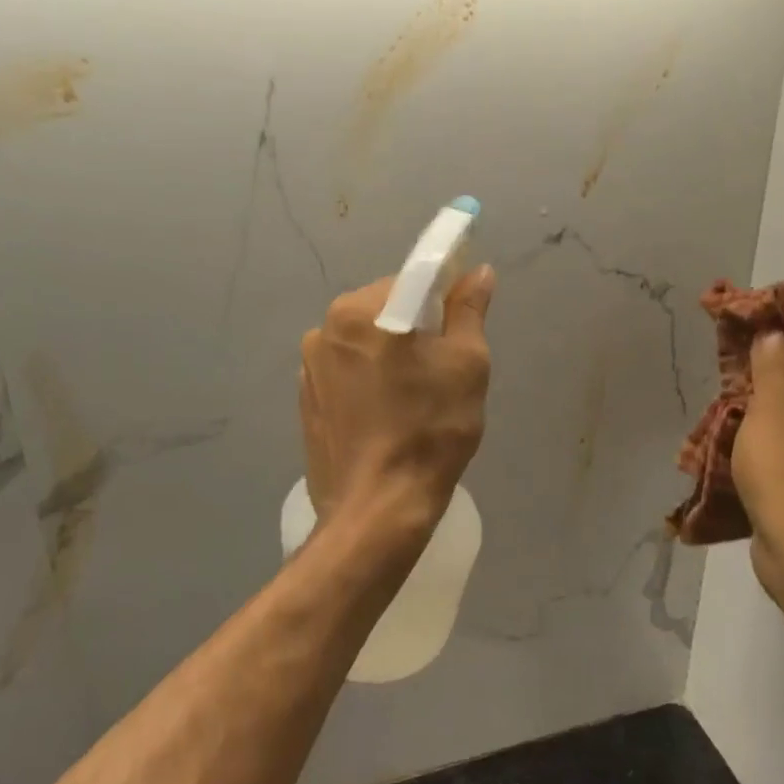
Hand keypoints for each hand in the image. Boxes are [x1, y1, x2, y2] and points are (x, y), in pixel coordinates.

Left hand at [299, 266, 495, 545]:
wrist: (376, 511)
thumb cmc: (429, 430)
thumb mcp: (466, 364)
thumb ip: (469, 309)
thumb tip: (476, 272)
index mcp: (359, 310)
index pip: (413, 280)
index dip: (445, 296)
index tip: (462, 323)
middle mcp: (324, 328)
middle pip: (386, 308)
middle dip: (417, 327)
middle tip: (444, 368)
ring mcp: (309, 367)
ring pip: (366, 341)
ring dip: (391, 354)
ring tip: (416, 397)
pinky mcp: (306, 400)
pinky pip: (347, 372)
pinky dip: (370, 380)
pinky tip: (388, 414)